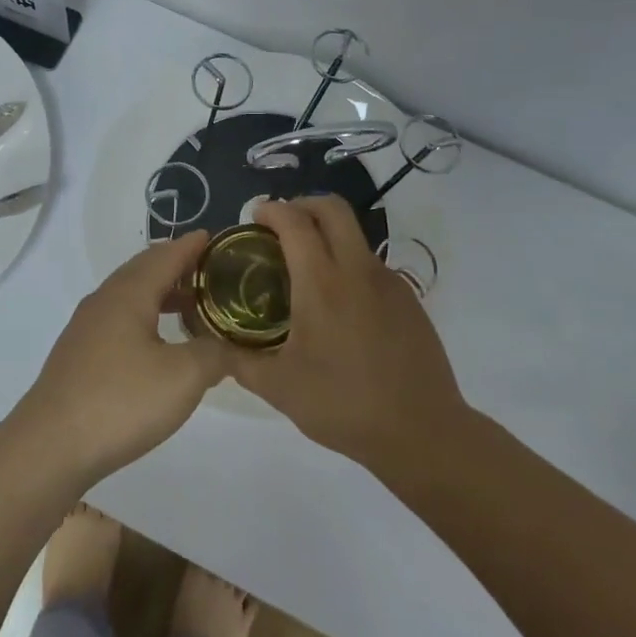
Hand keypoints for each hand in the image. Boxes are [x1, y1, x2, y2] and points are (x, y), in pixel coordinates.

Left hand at [10, 232, 224, 485]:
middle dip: (177, 267)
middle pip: (144, 271)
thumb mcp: (184, 376)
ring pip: (130, 297)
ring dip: (161, 295)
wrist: (50, 446)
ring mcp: (86, 328)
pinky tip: (157, 345)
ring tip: (191, 308)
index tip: (216, 238)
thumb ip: (215, 353)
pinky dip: (145, 318)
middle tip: (210, 273)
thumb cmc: (121, 401)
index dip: (192, 246)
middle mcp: (104, 301)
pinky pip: (119, 320)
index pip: (165, 255)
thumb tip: (230, 345)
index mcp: (128, 293)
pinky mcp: (79, 355)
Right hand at [230, 196, 473, 479]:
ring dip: (327, 235)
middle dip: (302, 205)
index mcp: (322, 283)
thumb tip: (213, 347)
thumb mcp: (278, 388)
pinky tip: (338, 305)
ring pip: (354, 235)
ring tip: (305, 269)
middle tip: (280, 227)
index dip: (272, 210)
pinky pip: (370, 264)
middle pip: (332, 208)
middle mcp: (357, 270)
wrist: (422, 432)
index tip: (254, 217)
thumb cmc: (343, 405)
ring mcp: (388, 282)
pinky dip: (347, 264)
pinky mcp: (408, 299)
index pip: (295, 222)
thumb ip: (239, 361)